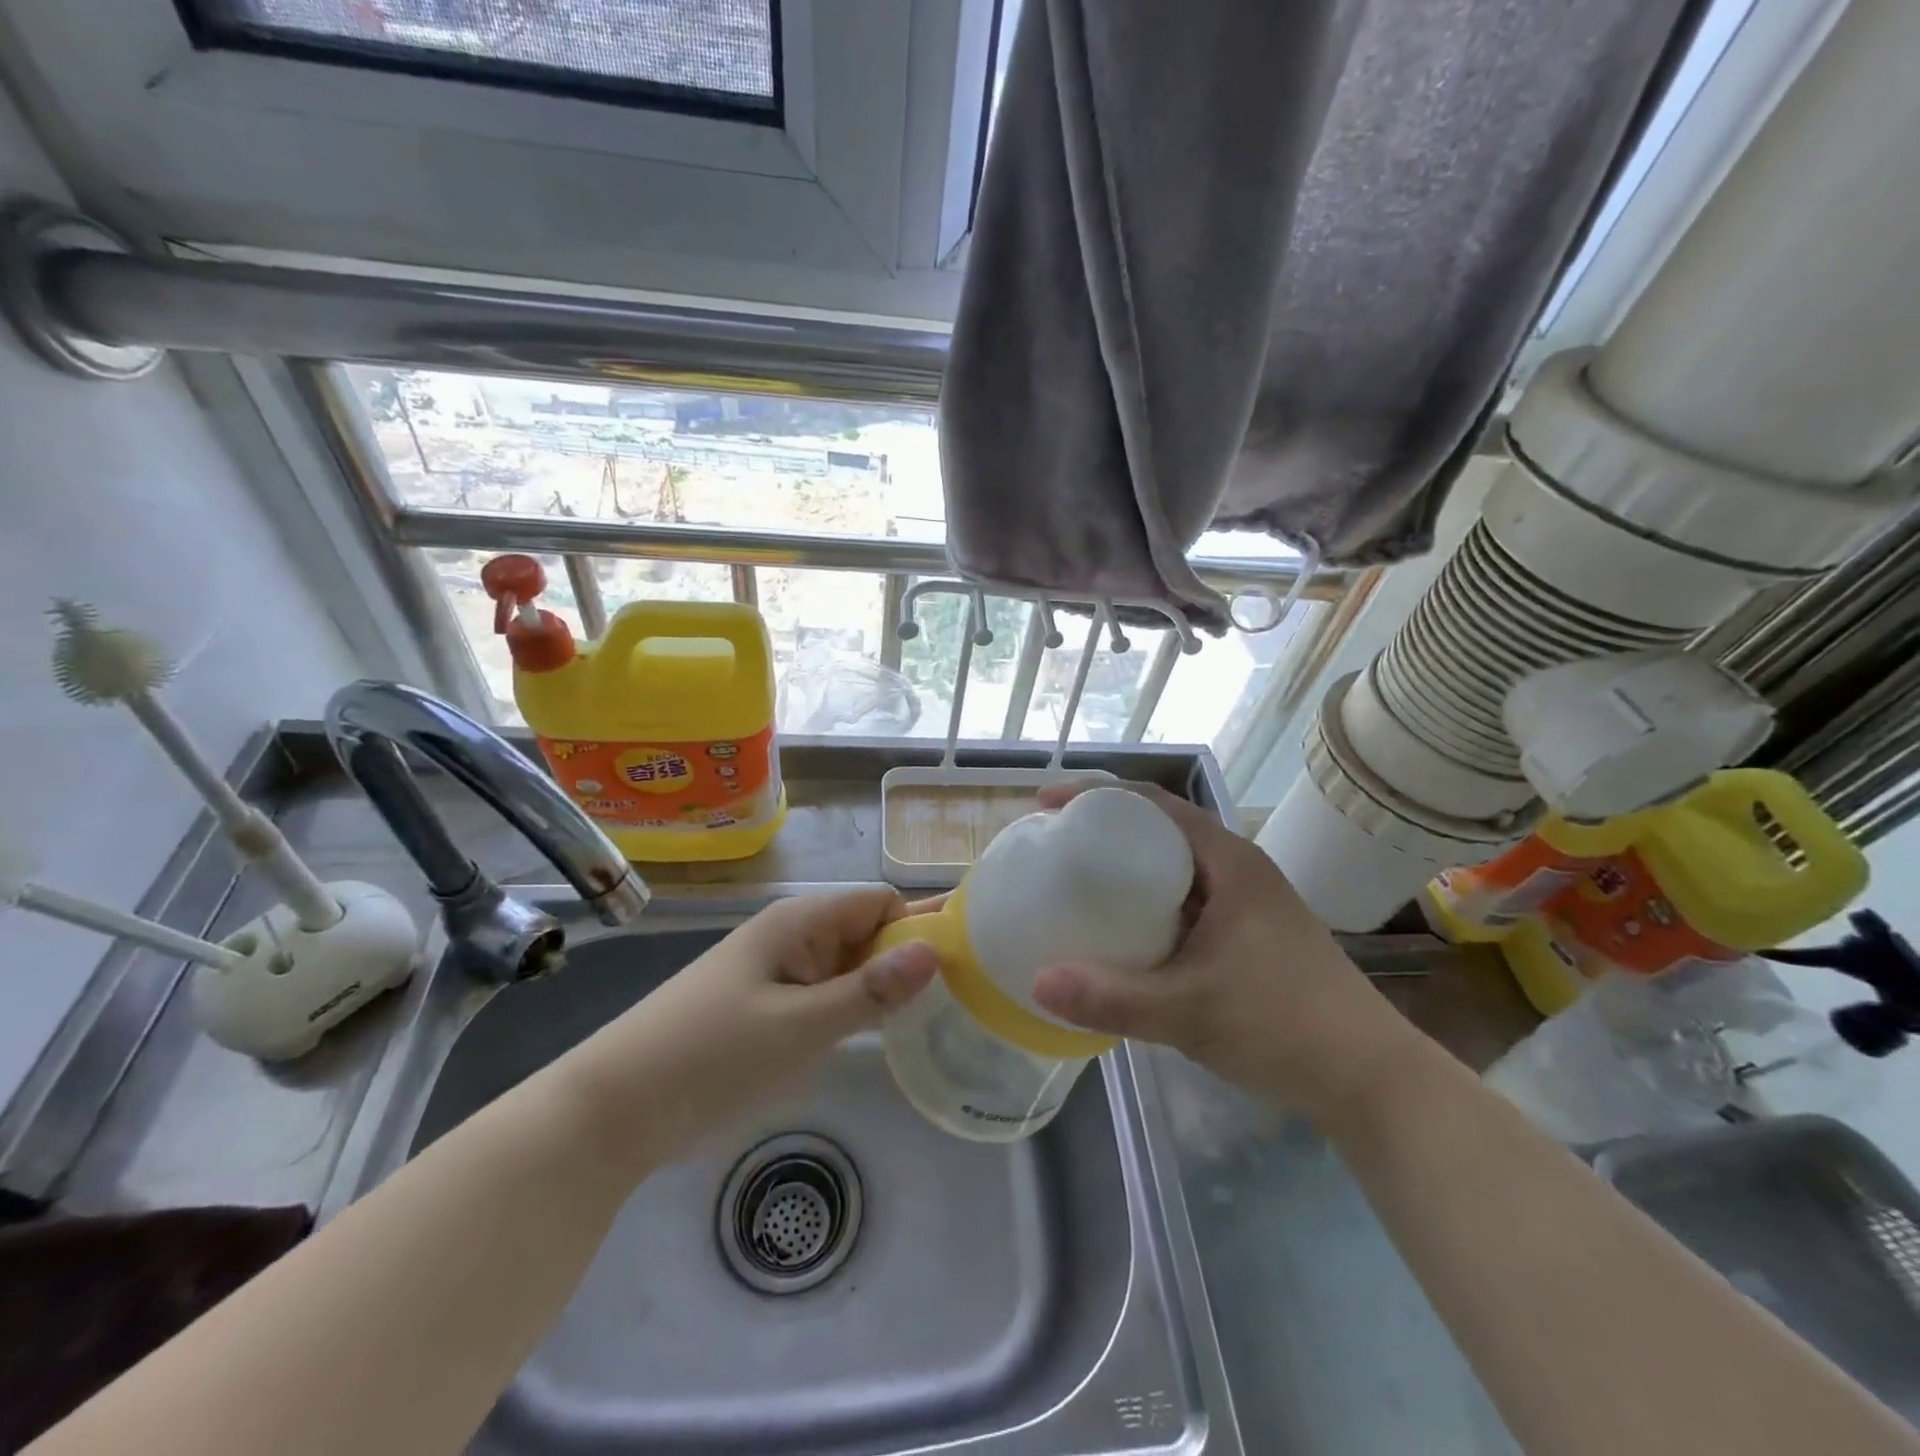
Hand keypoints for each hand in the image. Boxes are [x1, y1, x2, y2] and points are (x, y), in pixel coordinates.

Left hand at [563, 888, 937, 1168]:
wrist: (615, 1109)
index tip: (965, 964)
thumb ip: (869, 991)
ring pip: (849, 967)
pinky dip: (856, 1010)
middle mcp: (793, 937)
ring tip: (942, 1017)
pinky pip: (826, 996)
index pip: (879, 902)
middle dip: (910, 958)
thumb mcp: (799, 1027)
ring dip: (885, 987)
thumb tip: (936, 951)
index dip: (920, 924)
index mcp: (800, 922)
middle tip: (967, 997)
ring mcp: (780, 974)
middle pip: (867, 932)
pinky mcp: (769, 1009)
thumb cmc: (711, 1056)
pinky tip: (886, 1036)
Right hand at [1028, 781, 1419, 1117]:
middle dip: (1105, 829)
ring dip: (1128, 867)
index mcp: (1229, 863)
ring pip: (1175, 867)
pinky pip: (1186, 900)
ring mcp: (1248, 903)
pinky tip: (1124, 933)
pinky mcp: (1251, 934)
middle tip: (1054, 846)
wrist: (1370, 1079)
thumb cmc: (1282, 1026)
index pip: (1153, 804)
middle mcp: (1239, 870)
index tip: (1047, 805)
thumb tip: (1036, 981)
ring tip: (1077, 883)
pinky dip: (1149, 902)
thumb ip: (1111, 998)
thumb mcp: (1188, 1012)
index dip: (1096, 795)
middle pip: (1161, 829)